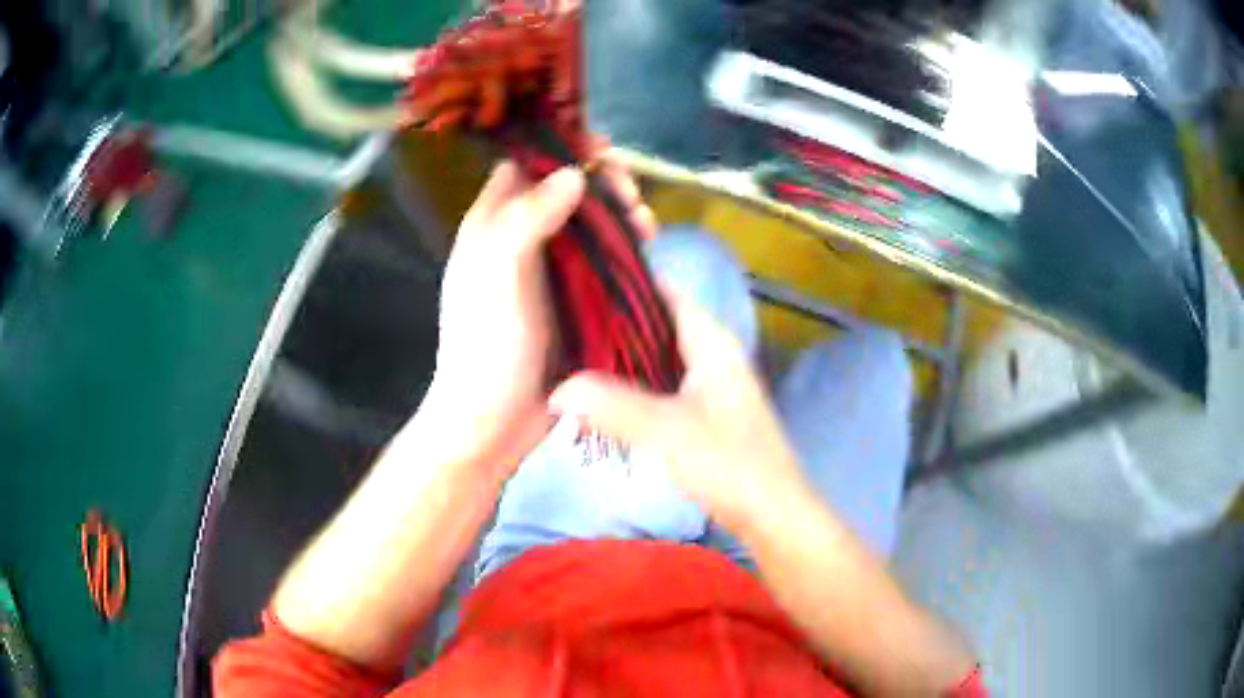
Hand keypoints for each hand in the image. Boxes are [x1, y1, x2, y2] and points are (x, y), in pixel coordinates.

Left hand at [419, 158, 656, 476]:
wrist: (494, 421)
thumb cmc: (486, 346)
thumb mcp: (498, 275)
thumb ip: (528, 218)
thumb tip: (572, 173)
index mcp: (492, 224)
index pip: (526, 165)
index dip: (561, 150)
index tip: (601, 153)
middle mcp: (520, 239)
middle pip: (565, 190)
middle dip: (603, 185)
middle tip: (632, 200)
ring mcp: (549, 270)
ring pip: (589, 224)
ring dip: (620, 217)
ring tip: (647, 229)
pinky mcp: (573, 299)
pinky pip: (603, 260)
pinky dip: (625, 251)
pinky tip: (646, 254)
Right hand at [549, 292, 812, 533]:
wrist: (772, 514)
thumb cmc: (728, 462)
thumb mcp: (663, 431)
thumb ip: (609, 406)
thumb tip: (557, 388)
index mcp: (712, 341)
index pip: (665, 292)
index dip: (625, 281)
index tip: (578, 280)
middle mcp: (713, 354)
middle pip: (658, 324)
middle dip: (615, 323)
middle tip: (563, 323)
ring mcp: (712, 385)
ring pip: (659, 357)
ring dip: (622, 358)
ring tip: (572, 355)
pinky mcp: (706, 415)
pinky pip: (663, 387)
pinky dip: (635, 386)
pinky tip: (604, 399)